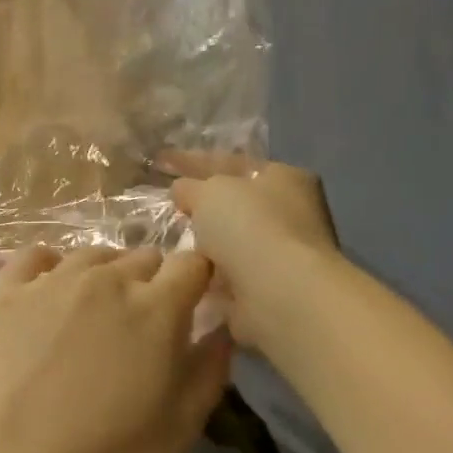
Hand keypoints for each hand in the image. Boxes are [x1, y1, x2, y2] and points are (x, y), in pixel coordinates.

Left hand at [0, 247, 232, 452]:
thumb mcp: (179, 429)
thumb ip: (209, 371)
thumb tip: (221, 329)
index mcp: (157, 307)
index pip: (192, 263)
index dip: (198, 280)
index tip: (194, 305)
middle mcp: (107, 279)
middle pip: (144, 257)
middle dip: (153, 282)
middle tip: (142, 325)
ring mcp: (52, 281)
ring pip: (94, 255)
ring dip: (106, 275)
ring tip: (97, 313)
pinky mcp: (8, 292)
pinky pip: (38, 257)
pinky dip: (52, 267)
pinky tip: (50, 291)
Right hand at [170, 162, 339, 350]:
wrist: (278, 292)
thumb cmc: (249, 227)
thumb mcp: (210, 192)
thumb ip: (191, 186)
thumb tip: (181, 189)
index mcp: (284, 177)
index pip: (232, 163)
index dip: (194, 161)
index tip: (161, 161)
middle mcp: (291, 212)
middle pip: (235, 203)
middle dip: (201, 205)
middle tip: (166, 206)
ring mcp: (283, 253)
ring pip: (230, 241)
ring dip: (204, 243)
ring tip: (165, 243)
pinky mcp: (270, 288)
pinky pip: (228, 273)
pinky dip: (208, 273)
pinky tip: (183, 272)